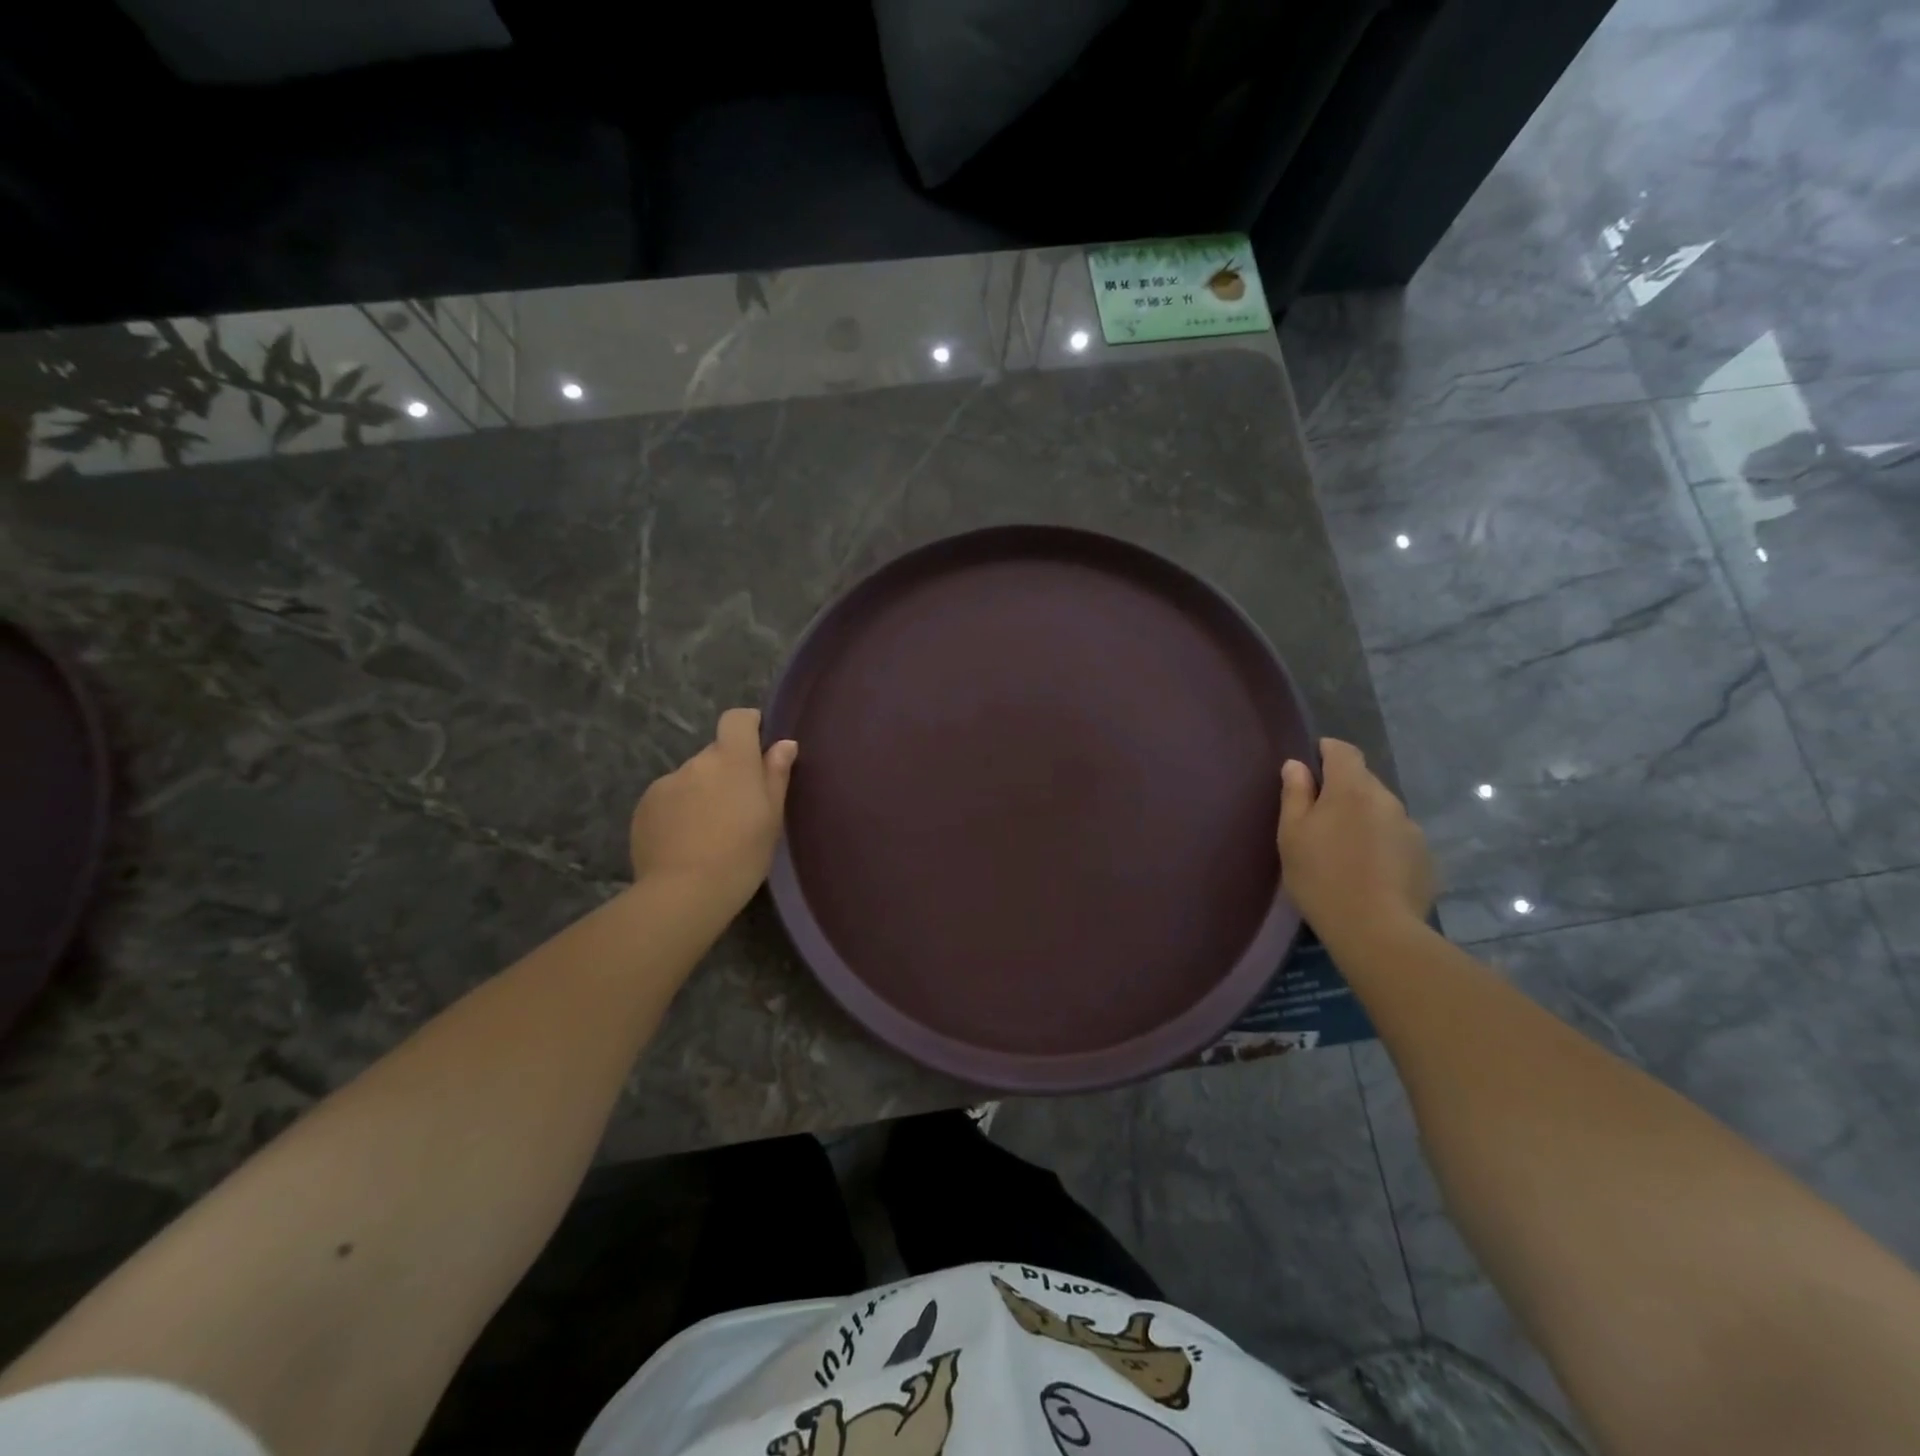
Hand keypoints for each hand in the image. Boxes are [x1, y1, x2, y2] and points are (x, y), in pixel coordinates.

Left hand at [630, 708, 797, 906]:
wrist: (684, 893)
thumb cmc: (742, 854)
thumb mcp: (772, 817)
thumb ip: (776, 775)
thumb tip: (784, 744)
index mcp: (732, 759)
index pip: (737, 719)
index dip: (748, 725)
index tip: (758, 746)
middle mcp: (696, 762)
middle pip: (715, 753)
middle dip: (727, 770)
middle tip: (738, 807)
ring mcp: (666, 783)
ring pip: (691, 778)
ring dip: (701, 792)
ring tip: (709, 831)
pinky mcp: (644, 807)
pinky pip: (668, 798)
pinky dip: (679, 811)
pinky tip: (685, 841)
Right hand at [1278, 738, 1434, 938]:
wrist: (1375, 930)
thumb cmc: (1321, 876)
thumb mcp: (1292, 834)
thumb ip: (1295, 794)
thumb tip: (1297, 765)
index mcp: (1352, 789)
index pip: (1343, 751)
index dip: (1326, 751)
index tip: (1312, 766)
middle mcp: (1387, 800)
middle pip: (1363, 781)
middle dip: (1343, 790)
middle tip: (1320, 819)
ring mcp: (1411, 829)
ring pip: (1381, 810)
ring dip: (1364, 818)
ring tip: (1346, 849)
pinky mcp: (1425, 857)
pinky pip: (1397, 837)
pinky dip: (1382, 843)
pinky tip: (1369, 871)